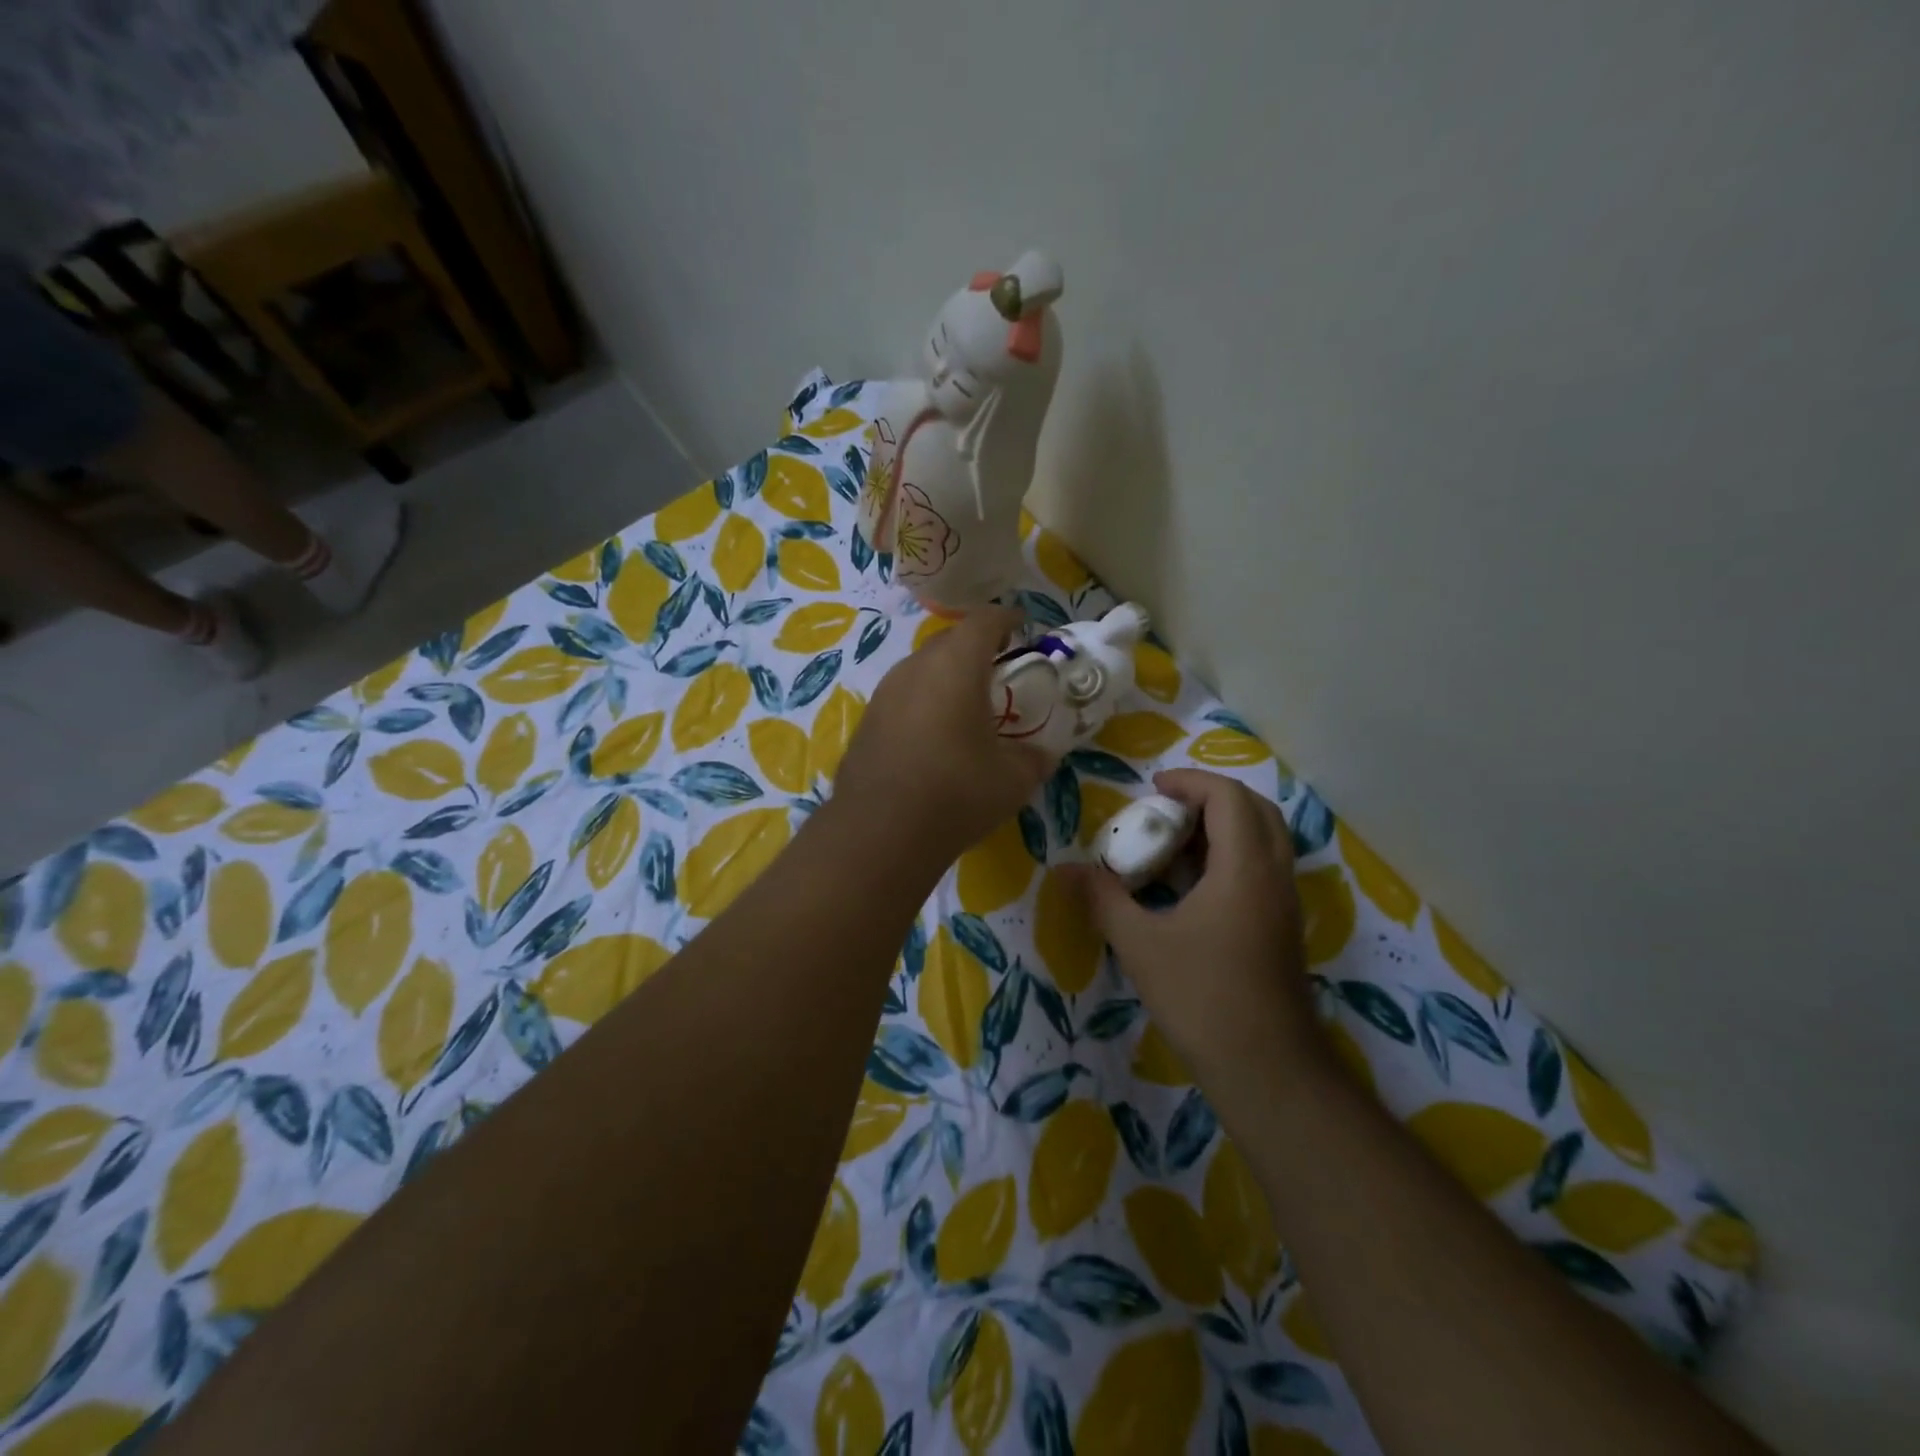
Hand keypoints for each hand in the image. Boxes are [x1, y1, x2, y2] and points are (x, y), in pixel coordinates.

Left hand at [831, 607, 1053, 870]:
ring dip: (947, 675)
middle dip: (977, 647)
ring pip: (922, 668)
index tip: (1023, 627)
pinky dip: (924, 702)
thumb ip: (1034, 758)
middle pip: (950, 640)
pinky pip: (904, 696)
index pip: (985, 621)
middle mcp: (916, 667)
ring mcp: (885, 693)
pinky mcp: (867, 721)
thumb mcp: (1013, 780)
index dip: (1007, 619)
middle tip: (1000, 669)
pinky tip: (934, 736)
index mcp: (956, 666)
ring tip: (967, 705)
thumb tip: (1042, 754)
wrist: (879, 833)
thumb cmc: (956, 794)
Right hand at [1070, 770, 1328, 1101]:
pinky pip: (1261, 868)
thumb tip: (1064, 870)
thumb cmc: (1202, 998)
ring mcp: (1284, 902)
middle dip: (1209, 797)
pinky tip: (1189, 886)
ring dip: (1221, 827)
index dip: (1190, 781)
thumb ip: (1103, 899)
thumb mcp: (1140, 944)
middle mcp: (1274, 875)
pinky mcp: (1282, 927)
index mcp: (1245, 868)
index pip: (1229, 796)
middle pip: (1255, 809)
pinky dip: (1228, 857)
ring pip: (1263, 839)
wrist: (1267, 1069)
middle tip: (1166, 810)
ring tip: (1172, 844)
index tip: (1151, 788)